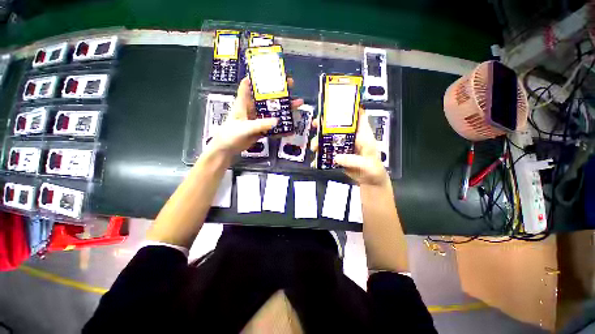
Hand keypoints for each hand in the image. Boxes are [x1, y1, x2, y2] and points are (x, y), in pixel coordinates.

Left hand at [206, 77, 303, 155]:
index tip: (271, 71)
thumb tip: (277, 121)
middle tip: (291, 85)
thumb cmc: (230, 134)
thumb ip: (260, 124)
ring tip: (298, 104)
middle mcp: (252, 108)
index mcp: (244, 103)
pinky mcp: (261, 129)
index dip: (258, 77)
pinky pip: (273, 126)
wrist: (227, 149)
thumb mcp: (244, 128)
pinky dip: (281, 128)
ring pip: (273, 112)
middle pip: (266, 97)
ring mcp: (258, 119)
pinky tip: (291, 128)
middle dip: (278, 91)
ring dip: (284, 109)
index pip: (249, 85)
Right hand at [310, 108, 387, 185]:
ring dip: (320, 140)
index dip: (349, 109)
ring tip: (313, 147)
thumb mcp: (366, 164)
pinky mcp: (339, 154)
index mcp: (362, 134)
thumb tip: (336, 157)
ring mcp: (344, 146)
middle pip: (339, 126)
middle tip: (315, 124)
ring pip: (331, 138)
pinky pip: (329, 151)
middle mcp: (352, 137)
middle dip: (326, 124)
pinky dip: (321, 153)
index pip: (358, 116)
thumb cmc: (373, 169)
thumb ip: (352, 160)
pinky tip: (315, 158)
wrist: (370, 181)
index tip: (335, 105)